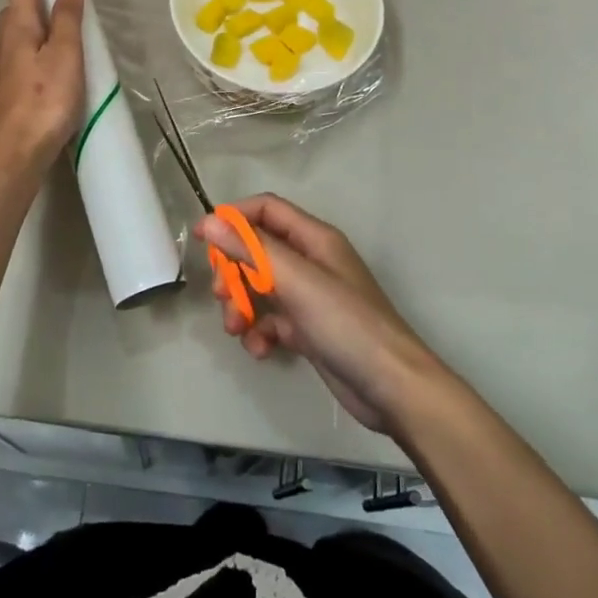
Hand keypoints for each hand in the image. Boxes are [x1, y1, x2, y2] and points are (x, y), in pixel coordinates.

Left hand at [0, 0, 85, 167]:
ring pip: (19, 23)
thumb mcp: (64, 56)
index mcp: (19, 26)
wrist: (16, 150)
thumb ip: (67, 20)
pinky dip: (37, 30)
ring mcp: (6, 62)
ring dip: (33, 4)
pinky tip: (49, 42)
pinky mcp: (11, 81)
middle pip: (17, 0)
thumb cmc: (44, 100)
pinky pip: (25, 42)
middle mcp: (6, 38)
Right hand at [196, 194, 447, 432]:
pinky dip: (259, 332)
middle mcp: (311, 262)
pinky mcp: (308, 330)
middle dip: (233, 270)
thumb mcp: (296, 281)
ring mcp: (310, 297)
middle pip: (258, 250)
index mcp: (314, 239)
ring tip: (237, 329)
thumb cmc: (347, 323)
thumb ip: (251, 249)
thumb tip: (209, 222)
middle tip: (221, 294)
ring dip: (241, 305)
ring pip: (260, 288)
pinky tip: (260, 350)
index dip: (234, 218)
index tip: (204, 239)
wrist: (392, 388)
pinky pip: (271, 320)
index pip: (266, 210)